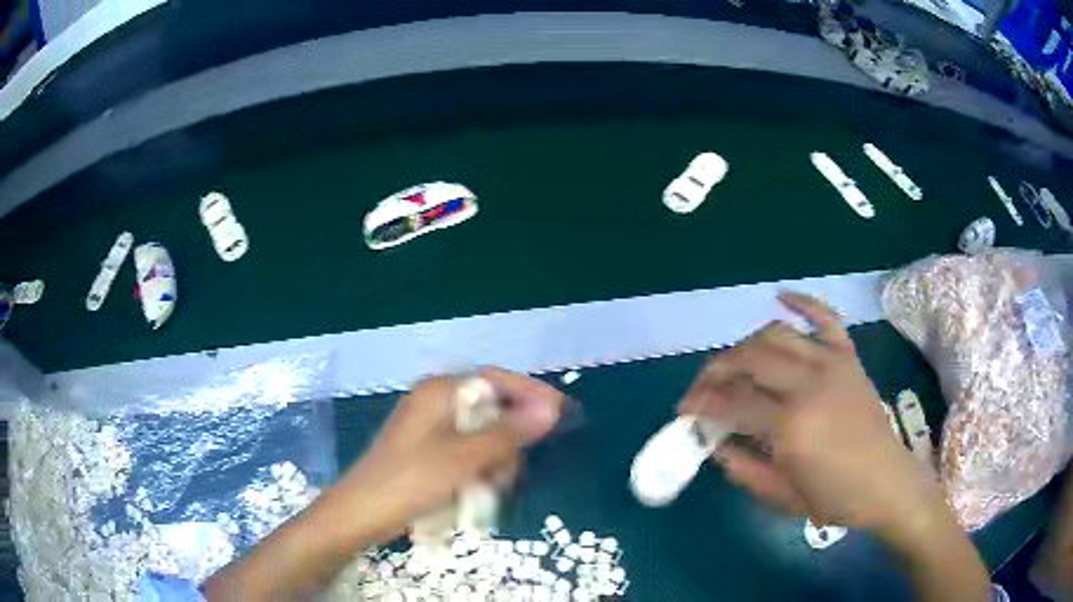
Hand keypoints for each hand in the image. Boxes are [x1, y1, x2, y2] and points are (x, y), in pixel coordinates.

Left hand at [203, 368, 563, 600]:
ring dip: (493, 464)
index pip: (497, 380)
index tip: (562, 413)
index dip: (532, 394)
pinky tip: (472, 494)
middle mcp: (436, 402)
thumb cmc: (410, 481)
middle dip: (507, 444)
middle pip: (492, 412)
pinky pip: (467, 454)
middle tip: (507, 475)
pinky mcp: (428, 451)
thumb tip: (552, 410)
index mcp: (441, 391)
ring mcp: (430, 428)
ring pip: (482, 438)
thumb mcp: (465, 458)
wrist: (361, 513)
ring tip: (485, 493)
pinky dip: (477, 472)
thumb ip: (510, 432)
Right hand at [680, 292, 944, 540]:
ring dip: (746, 344)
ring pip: (777, 334)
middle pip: (749, 358)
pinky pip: (825, 317)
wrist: (887, 484)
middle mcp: (809, 384)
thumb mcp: (781, 497)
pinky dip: (802, 302)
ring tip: (735, 363)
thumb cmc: (834, 498)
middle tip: (703, 387)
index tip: (684, 410)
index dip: (700, 403)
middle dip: (716, 369)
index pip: (732, 403)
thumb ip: (742, 468)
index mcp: (791, 426)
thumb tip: (714, 443)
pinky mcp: (849, 357)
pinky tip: (780, 297)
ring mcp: (832, 364)